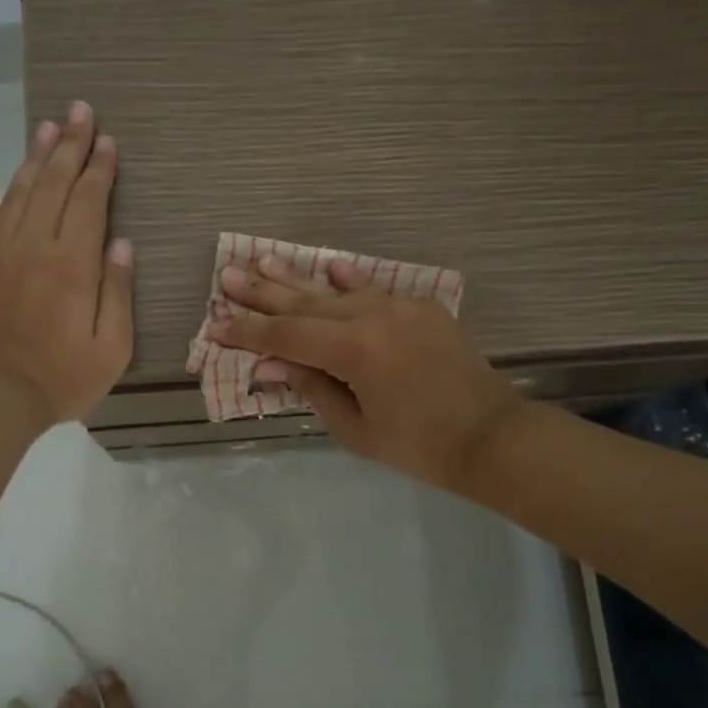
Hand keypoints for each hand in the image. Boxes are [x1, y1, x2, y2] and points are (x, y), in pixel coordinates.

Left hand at [0, 101, 133, 427]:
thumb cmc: (62, 378)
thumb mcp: (112, 346)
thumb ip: (118, 290)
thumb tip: (122, 243)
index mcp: (73, 264)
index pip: (89, 201)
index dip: (100, 168)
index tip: (108, 140)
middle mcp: (34, 248)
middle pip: (53, 184)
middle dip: (70, 145)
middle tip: (80, 111)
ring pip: (19, 195)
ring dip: (34, 159)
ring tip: (47, 128)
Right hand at [212, 258, 521, 490]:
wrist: (492, 436)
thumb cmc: (419, 445)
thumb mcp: (355, 427)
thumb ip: (311, 387)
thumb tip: (269, 363)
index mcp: (355, 350)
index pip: (286, 337)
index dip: (248, 333)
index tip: (216, 326)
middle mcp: (374, 316)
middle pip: (306, 305)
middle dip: (263, 294)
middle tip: (227, 275)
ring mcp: (401, 307)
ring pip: (337, 293)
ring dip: (299, 281)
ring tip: (263, 261)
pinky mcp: (421, 309)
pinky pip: (375, 291)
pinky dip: (350, 282)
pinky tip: (330, 267)